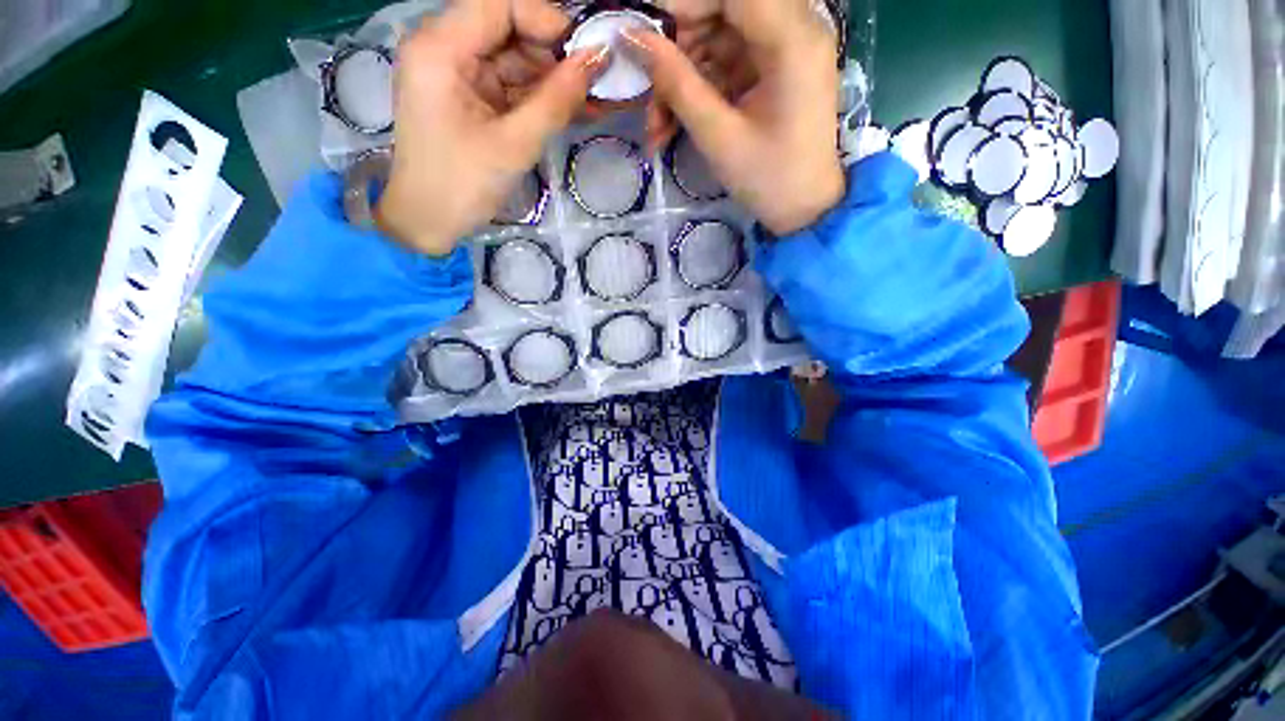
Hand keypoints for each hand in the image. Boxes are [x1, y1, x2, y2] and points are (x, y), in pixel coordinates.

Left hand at [375, 0, 608, 254]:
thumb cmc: (463, 185)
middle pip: (506, 28)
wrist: (428, 222)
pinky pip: (507, 84)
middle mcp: (443, 47)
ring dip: (549, 79)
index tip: (586, 52)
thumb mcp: (515, 144)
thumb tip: (598, 60)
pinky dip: (536, 97)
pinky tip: (566, 109)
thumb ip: (556, 100)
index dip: (546, 19)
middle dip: (551, 53)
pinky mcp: (466, 96)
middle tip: (591, 83)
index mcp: (440, 48)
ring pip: (511, 57)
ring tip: (586, 102)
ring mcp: (455, 72)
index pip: (499, 4)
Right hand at [622, 0, 843, 235]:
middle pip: (723, 11)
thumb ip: (676, 83)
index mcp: (792, 38)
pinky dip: (699, 91)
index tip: (646, 38)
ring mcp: (784, 51)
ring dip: (682, 79)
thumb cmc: (767, 179)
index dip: (683, 7)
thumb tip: (631, 37)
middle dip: (678, 51)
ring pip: (718, 42)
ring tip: (658, 125)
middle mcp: (795, 29)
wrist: (804, 210)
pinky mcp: (773, 72)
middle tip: (650, 93)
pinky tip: (675, 123)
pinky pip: (727, 66)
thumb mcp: (718, 136)